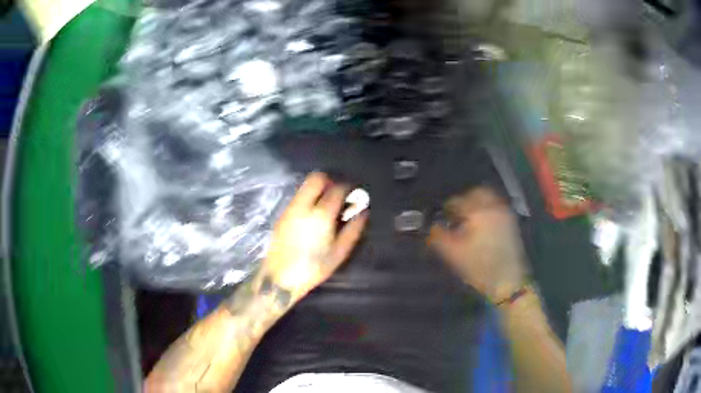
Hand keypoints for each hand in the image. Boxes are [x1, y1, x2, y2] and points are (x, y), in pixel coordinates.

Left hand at [259, 172, 367, 304]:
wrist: (280, 278)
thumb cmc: (313, 268)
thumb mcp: (339, 253)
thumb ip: (353, 230)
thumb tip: (363, 212)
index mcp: (321, 215)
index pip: (337, 189)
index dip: (347, 188)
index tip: (352, 195)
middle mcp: (303, 206)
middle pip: (316, 178)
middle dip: (329, 181)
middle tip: (337, 193)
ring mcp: (290, 208)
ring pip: (305, 185)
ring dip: (317, 188)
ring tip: (325, 203)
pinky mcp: (282, 214)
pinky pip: (297, 196)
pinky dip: (307, 197)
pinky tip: (312, 213)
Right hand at [429, 187, 527, 302]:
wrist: (508, 281)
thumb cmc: (479, 267)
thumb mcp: (454, 254)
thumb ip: (439, 237)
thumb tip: (432, 226)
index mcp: (479, 212)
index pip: (458, 201)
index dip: (448, 208)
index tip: (444, 216)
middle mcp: (494, 207)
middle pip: (478, 193)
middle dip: (466, 199)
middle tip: (458, 213)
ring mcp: (506, 214)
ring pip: (490, 198)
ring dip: (478, 203)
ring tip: (470, 219)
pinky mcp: (512, 223)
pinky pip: (498, 207)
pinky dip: (489, 209)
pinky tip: (483, 225)